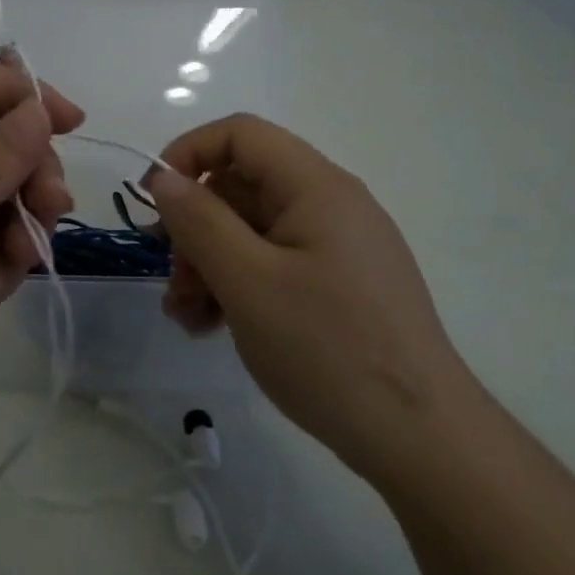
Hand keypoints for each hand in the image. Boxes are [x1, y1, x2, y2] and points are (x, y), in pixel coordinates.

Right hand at [143, 114, 470, 479]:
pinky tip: (213, 326)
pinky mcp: (340, 285)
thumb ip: (199, 221)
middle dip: (194, 227)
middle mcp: (331, 204)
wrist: (420, 439)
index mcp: (316, 186)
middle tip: (172, 280)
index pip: (240, 134)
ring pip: (253, 231)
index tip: (153, 202)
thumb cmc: (327, 348)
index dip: (188, 154)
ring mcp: (338, 247)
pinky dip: (238, 285)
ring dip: (209, 263)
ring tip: (186, 315)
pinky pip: (275, 264)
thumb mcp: (247, 282)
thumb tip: (164, 178)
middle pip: (242, 186)